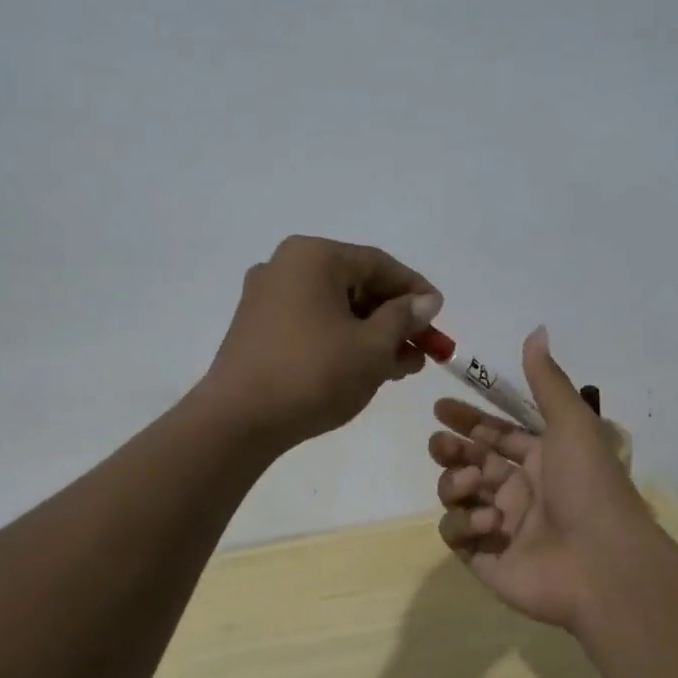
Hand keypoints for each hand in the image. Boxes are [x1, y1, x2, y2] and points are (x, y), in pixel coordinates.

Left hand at [201, 235, 441, 448]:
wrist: (238, 420)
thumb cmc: (314, 373)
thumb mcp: (372, 346)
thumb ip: (403, 318)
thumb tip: (426, 301)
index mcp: (313, 256)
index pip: (378, 264)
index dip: (415, 290)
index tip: (439, 315)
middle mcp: (285, 267)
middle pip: (355, 285)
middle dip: (393, 318)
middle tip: (422, 347)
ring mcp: (266, 298)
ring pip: (334, 308)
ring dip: (371, 334)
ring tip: (402, 366)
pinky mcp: (257, 329)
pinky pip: (312, 325)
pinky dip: (342, 342)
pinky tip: (366, 369)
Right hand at [429, 327, 656, 633]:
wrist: (603, 564)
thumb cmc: (588, 487)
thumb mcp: (571, 424)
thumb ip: (546, 380)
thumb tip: (536, 329)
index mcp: (541, 460)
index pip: (495, 434)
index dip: (468, 419)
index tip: (440, 406)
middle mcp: (519, 491)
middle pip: (469, 462)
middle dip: (450, 449)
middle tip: (442, 443)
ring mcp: (500, 527)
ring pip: (457, 496)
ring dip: (457, 484)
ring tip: (475, 484)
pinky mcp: (486, 560)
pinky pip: (456, 535)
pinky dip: (464, 524)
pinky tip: (490, 523)